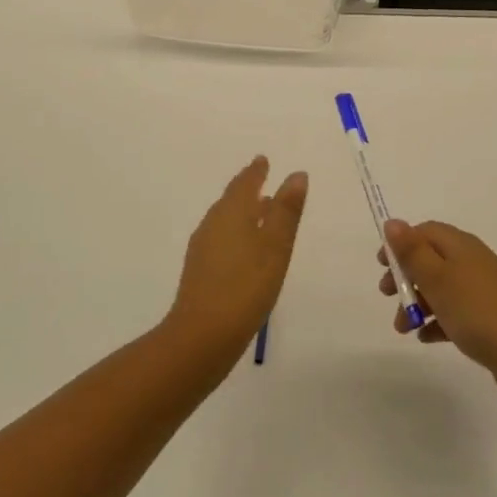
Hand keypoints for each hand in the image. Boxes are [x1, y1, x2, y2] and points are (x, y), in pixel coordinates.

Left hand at [166, 156, 307, 363]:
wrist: (202, 337)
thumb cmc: (246, 286)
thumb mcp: (275, 246)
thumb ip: (286, 211)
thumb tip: (296, 174)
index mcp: (231, 214)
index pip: (244, 184)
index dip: (255, 172)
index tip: (262, 160)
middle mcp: (213, 225)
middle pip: (231, 200)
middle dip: (247, 189)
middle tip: (261, 179)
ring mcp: (203, 250)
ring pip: (224, 220)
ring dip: (241, 211)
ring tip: (259, 211)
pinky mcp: (200, 272)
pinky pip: (221, 239)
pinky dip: (236, 232)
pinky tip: (245, 249)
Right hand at [379, 220, 496, 394]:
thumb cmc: (479, 312)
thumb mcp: (438, 279)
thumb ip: (413, 252)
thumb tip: (392, 222)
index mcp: (462, 247)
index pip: (427, 232)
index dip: (401, 244)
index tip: (380, 265)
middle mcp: (473, 263)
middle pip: (432, 260)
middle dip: (406, 276)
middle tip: (387, 295)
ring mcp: (482, 293)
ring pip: (441, 290)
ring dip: (418, 303)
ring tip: (402, 329)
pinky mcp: (488, 321)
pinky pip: (455, 315)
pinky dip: (437, 322)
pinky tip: (425, 338)